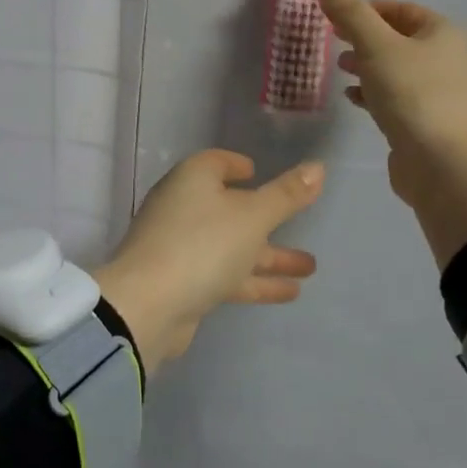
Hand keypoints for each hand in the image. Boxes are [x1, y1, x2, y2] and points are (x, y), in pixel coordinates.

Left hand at [94, 150, 322, 373]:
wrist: (148, 304)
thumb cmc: (202, 245)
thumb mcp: (253, 216)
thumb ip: (286, 195)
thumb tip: (318, 167)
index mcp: (192, 180)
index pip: (215, 163)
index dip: (236, 165)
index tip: (257, 171)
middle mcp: (182, 207)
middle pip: (229, 208)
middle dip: (267, 220)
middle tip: (302, 227)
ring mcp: (180, 246)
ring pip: (231, 245)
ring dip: (268, 256)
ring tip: (310, 268)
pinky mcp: (182, 281)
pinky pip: (224, 274)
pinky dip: (253, 280)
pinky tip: (289, 292)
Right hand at [315, 0, 466, 193]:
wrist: (443, 164)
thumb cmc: (412, 95)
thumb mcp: (376, 46)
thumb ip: (349, 13)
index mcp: (442, 34)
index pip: (400, 9)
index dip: (366, 8)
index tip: (333, 15)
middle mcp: (445, 58)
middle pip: (397, 38)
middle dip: (363, 37)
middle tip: (332, 40)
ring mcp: (437, 92)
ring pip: (394, 68)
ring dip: (366, 65)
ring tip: (340, 68)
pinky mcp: (424, 121)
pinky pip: (394, 97)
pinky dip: (372, 93)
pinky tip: (352, 98)